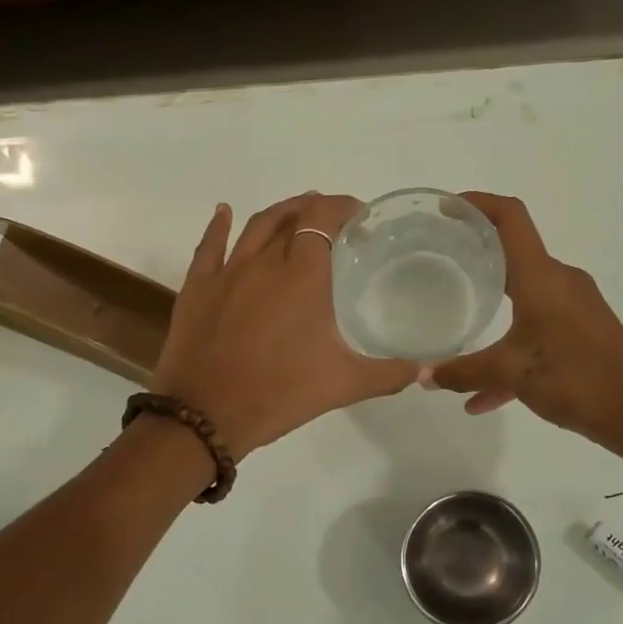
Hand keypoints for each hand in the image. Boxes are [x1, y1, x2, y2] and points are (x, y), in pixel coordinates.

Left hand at [152, 194, 417, 456]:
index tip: (360, 216)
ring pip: (254, 226)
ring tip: (296, 211)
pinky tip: (224, 212)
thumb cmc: (278, 394)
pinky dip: (219, 224)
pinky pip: (209, 245)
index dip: (342, 208)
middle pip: (291, 217)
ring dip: (279, 212)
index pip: (323, 220)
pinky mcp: (197, 287)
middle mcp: (264, 263)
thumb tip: (425, 370)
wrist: (205, 415)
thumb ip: (388, 374)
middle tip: (333, 218)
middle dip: (315, 210)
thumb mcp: (343, 385)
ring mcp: (226, 272)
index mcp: (303, 277)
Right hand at [431, 193, 622, 462]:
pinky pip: (538, 331)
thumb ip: (463, 373)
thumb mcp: (510, 373)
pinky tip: (485, 396)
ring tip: (457, 326)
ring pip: (524, 298)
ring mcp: (575, 307)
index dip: (478, 203)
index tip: (446, 208)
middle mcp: (560, 282)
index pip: (510, 218)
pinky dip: (512, 352)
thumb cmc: (574, 378)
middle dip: (477, 255)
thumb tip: (423, 376)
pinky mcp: (584, 333)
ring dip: (492, 309)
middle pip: (514, 253)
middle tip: (441, 261)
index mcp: (542, 277)